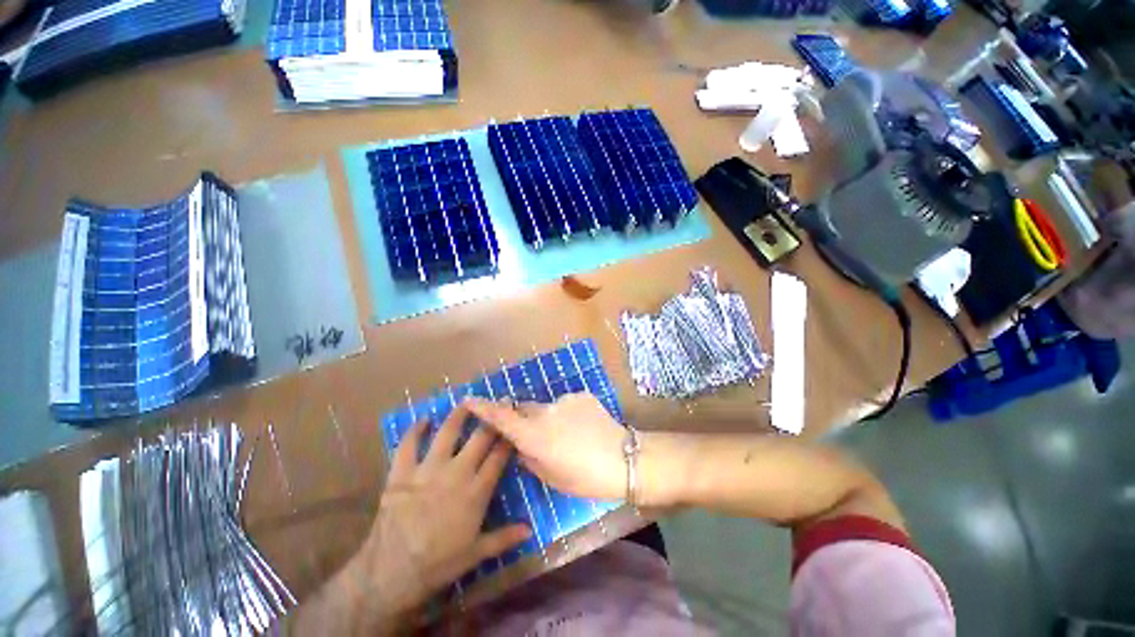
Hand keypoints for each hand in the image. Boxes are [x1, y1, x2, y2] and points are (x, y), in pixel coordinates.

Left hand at [301, 404, 529, 634]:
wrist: (391, 574)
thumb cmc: (439, 564)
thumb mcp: (476, 553)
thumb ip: (505, 538)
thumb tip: (530, 530)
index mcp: (476, 490)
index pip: (499, 456)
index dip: (508, 438)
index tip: (515, 424)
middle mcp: (456, 472)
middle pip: (479, 437)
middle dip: (492, 419)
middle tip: (499, 403)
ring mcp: (428, 469)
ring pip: (447, 433)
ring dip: (458, 415)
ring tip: (466, 402)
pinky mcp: (403, 473)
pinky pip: (408, 445)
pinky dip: (414, 431)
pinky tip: (422, 420)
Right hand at [465, 394, 625, 500]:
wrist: (622, 458)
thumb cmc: (584, 477)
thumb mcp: (550, 475)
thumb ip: (529, 457)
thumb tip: (520, 446)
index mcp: (534, 435)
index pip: (501, 418)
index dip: (482, 409)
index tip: (468, 400)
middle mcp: (545, 412)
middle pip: (524, 409)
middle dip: (523, 419)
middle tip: (535, 435)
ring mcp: (564, 400)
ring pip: (546, 407)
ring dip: (549, 419)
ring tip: (567, 435)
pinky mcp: (581, 395)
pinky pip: (565, 404)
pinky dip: (567, 415)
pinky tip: (582, 428)